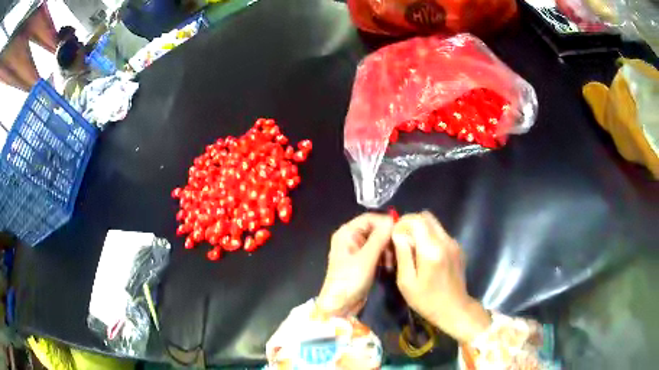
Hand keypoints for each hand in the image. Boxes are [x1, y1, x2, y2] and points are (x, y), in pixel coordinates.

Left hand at [316, 213, 393, 317]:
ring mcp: (356, 250)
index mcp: (347, 233)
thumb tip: (392, 220)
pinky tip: (389, 266)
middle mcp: (350, 238)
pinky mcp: (362, 262)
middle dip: (387, 238)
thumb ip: (379, 238)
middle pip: (374, 229)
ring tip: (392, 261)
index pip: (370, 218)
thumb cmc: (350, 279)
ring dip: (387, 249)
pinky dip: (384, 257)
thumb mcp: (366, 258)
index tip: (401, 231)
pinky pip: (376, 253)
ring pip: (377, 241)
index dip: (385, 223)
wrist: (340, 305)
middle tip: (399, 249)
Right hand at [392, 212, 490, 342]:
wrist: (454, 309)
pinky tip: (426, 258)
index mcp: (432, 249)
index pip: (417, 219)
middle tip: (402, 242)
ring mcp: (454, 243)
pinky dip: (430, 238)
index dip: (402, 222)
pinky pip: (441, 234)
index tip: (394, 237)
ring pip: (434, 225)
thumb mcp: (406, 282)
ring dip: (421, 231)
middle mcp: (445, 241)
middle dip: (411, 224)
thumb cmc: (426, 300)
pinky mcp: (458, 248)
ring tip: (413, 251)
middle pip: (427, 217)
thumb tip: (398, 234)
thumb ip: (403, 254)